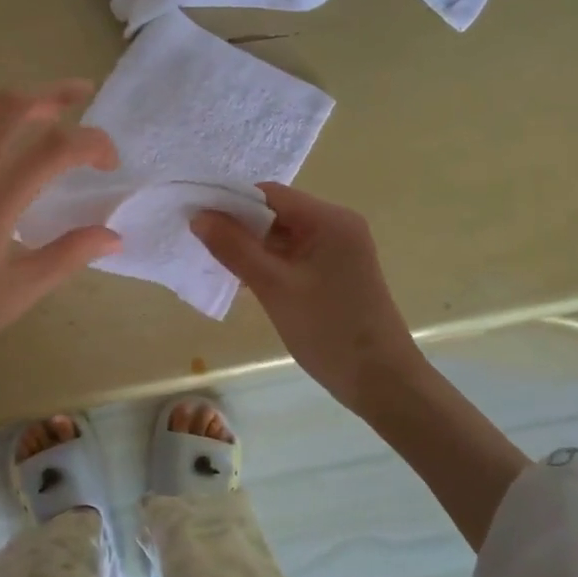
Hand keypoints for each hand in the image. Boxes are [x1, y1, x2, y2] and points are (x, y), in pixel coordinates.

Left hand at [0, 80, 120, 384]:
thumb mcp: (16, 294)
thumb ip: (67, 256)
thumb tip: (112, 236)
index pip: (55, 148)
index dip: (93, 143)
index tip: (110, 163)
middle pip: (11, 105)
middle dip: (53, 92)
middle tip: (82, 93)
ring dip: (16, 102)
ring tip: (43, 112)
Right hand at [193, 183, 426, 412]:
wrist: (381, 382)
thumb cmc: (328, 331)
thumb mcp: (274, 288)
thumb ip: (235, 249)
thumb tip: (199, 216)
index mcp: (330, 220)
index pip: (270, 194)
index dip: (231, 202)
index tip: (196, 217)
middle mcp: (337, 226)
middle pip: (277, 212)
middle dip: (239, 226)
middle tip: (199, 242)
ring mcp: (339, 250)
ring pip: (284, 236)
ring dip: (252, 247)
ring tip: (215, 262)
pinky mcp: (336, 272)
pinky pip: (295, 255)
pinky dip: (270, 263)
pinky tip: (244, 280)